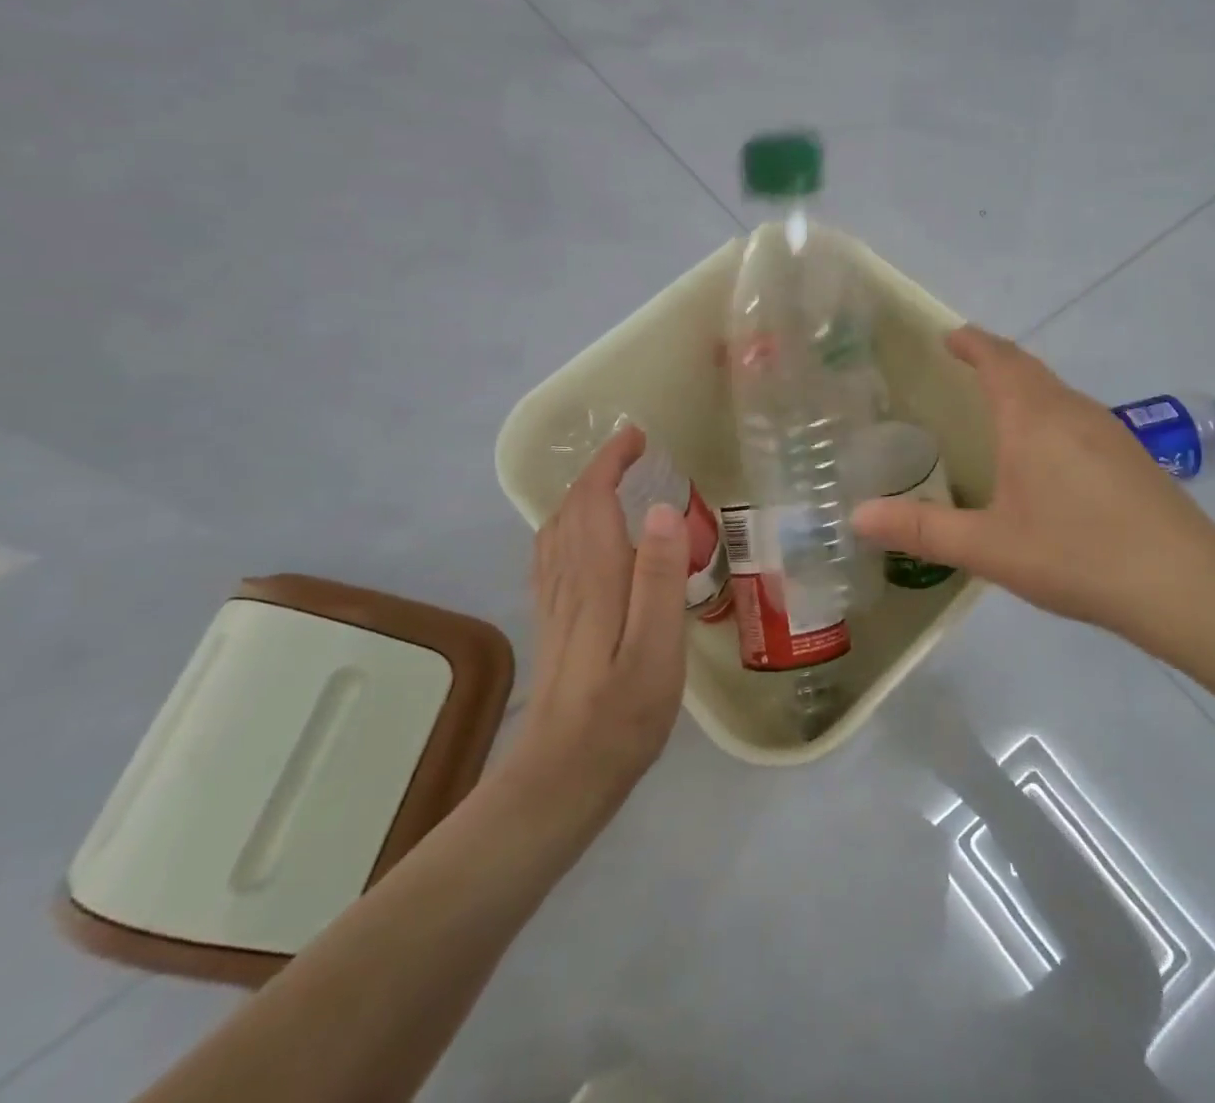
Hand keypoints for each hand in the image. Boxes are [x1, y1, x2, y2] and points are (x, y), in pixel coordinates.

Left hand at [503, 425, 688, 824]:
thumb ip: (659, 578)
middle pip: (571, 508)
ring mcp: (555, 602)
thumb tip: (660, 510)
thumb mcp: (656, 649)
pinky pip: (554, 555)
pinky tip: (587, 540)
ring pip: (558, 530)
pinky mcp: (555, 623)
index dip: (610, 462)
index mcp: (595, 578)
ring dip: (583, 495)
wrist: (562, 778)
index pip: (592, 499)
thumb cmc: (621, 716)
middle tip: (634, 454)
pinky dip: (570, 527)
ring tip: (615, 484)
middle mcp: (567, 579)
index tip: (637, 436)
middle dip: (598, 472)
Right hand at [852, 327, 1214, 668]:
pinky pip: (1078, 416)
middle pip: (1030, 368)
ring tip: (998, 405)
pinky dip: (1049, 413)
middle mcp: (1073, 411)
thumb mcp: (988, 547)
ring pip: (1058, 392)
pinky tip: (1047, 454)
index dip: (972, 343)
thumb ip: (920, 529)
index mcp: (1033, 418)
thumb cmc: (1076, 554)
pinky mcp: (1132, 456)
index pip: (998, 360)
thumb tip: (857, 516)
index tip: (949, 335)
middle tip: (965, 363)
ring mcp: (1110, 431)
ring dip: (1025, 386)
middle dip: (995, 359)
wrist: (1185, 586)